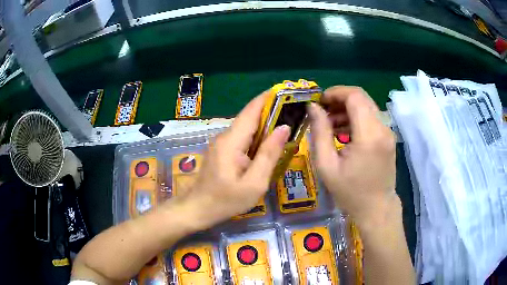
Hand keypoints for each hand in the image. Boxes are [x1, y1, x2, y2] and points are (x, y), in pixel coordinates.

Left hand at [181, 93, 289, 227]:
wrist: (197, 209)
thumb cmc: (225, 201)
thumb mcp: (254, 183)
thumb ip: (269, 154)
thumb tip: (284, 128)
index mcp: (232, 141)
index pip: (252, 110)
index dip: (269, 98)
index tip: (287, 91)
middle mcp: (225, 136)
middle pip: (250, 117)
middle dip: (272, 110)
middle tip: (295, 109)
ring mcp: (222, 143)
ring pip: (247, 127)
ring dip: (266, 123)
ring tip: (288, 122)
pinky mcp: (222, 151)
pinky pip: (242, 138)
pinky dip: (257, 136)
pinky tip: (270, 142)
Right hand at [308, 86, 397, 225]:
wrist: (376, 209)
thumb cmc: (350, 192)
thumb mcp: (327, 165)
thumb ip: (319, 132)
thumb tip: (313, 107)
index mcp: (369, 135)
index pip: (355, 96)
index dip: (335, 93)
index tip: (319, 102)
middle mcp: (382, 128)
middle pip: (361, 98)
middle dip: (339, 99)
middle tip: (322, 111)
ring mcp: (387, 132)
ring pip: (366, 106)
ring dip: (347, 109)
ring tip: (329, 124)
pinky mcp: (388, 138)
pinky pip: (371, 118)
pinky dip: (356, 118)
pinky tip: (343, 132)